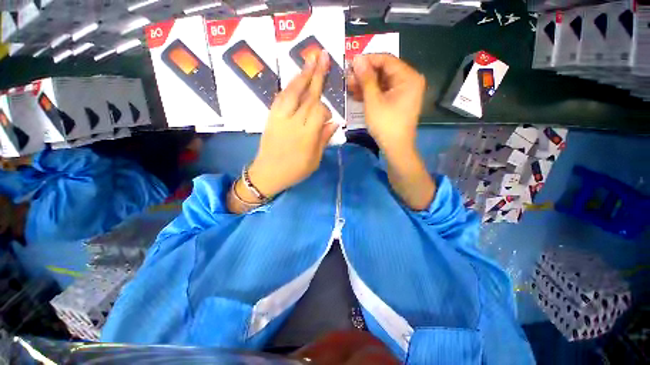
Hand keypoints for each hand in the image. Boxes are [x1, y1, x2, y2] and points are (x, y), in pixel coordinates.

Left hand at [248, 50, 338, 198]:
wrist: (267, 174)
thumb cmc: (294, 171)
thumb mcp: (314, 160)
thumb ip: (323, 139)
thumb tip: (334, 122)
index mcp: (306, 136)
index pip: (319, 111)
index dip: (326, 111)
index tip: (328, 119)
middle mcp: (292, 123)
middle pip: (307, 96)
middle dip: (316, 75)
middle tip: (323, 55)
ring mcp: (279, 118)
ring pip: (292, 92)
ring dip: (302, 75)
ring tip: (310, 59)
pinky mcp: (271, 117)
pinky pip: (280, 97)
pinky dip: (289, 87)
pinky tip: (296, 79)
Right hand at [348, 54, 425, 153]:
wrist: (396, 148)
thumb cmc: (386, 124)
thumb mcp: (373, 101)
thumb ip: (366, 78)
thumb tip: (357, 59)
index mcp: (408, 77)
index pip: (386, 60)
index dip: (367, 60)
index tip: (350, 62)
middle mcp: (410, 80)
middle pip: (385, 70)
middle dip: (365, 74)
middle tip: (348, 77)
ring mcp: (405, 92)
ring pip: (383, 81)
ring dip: (366, 84)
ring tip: (350, 86)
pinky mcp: (400, 101)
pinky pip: (385, 91)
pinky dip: (372, 93)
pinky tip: (358, 94)